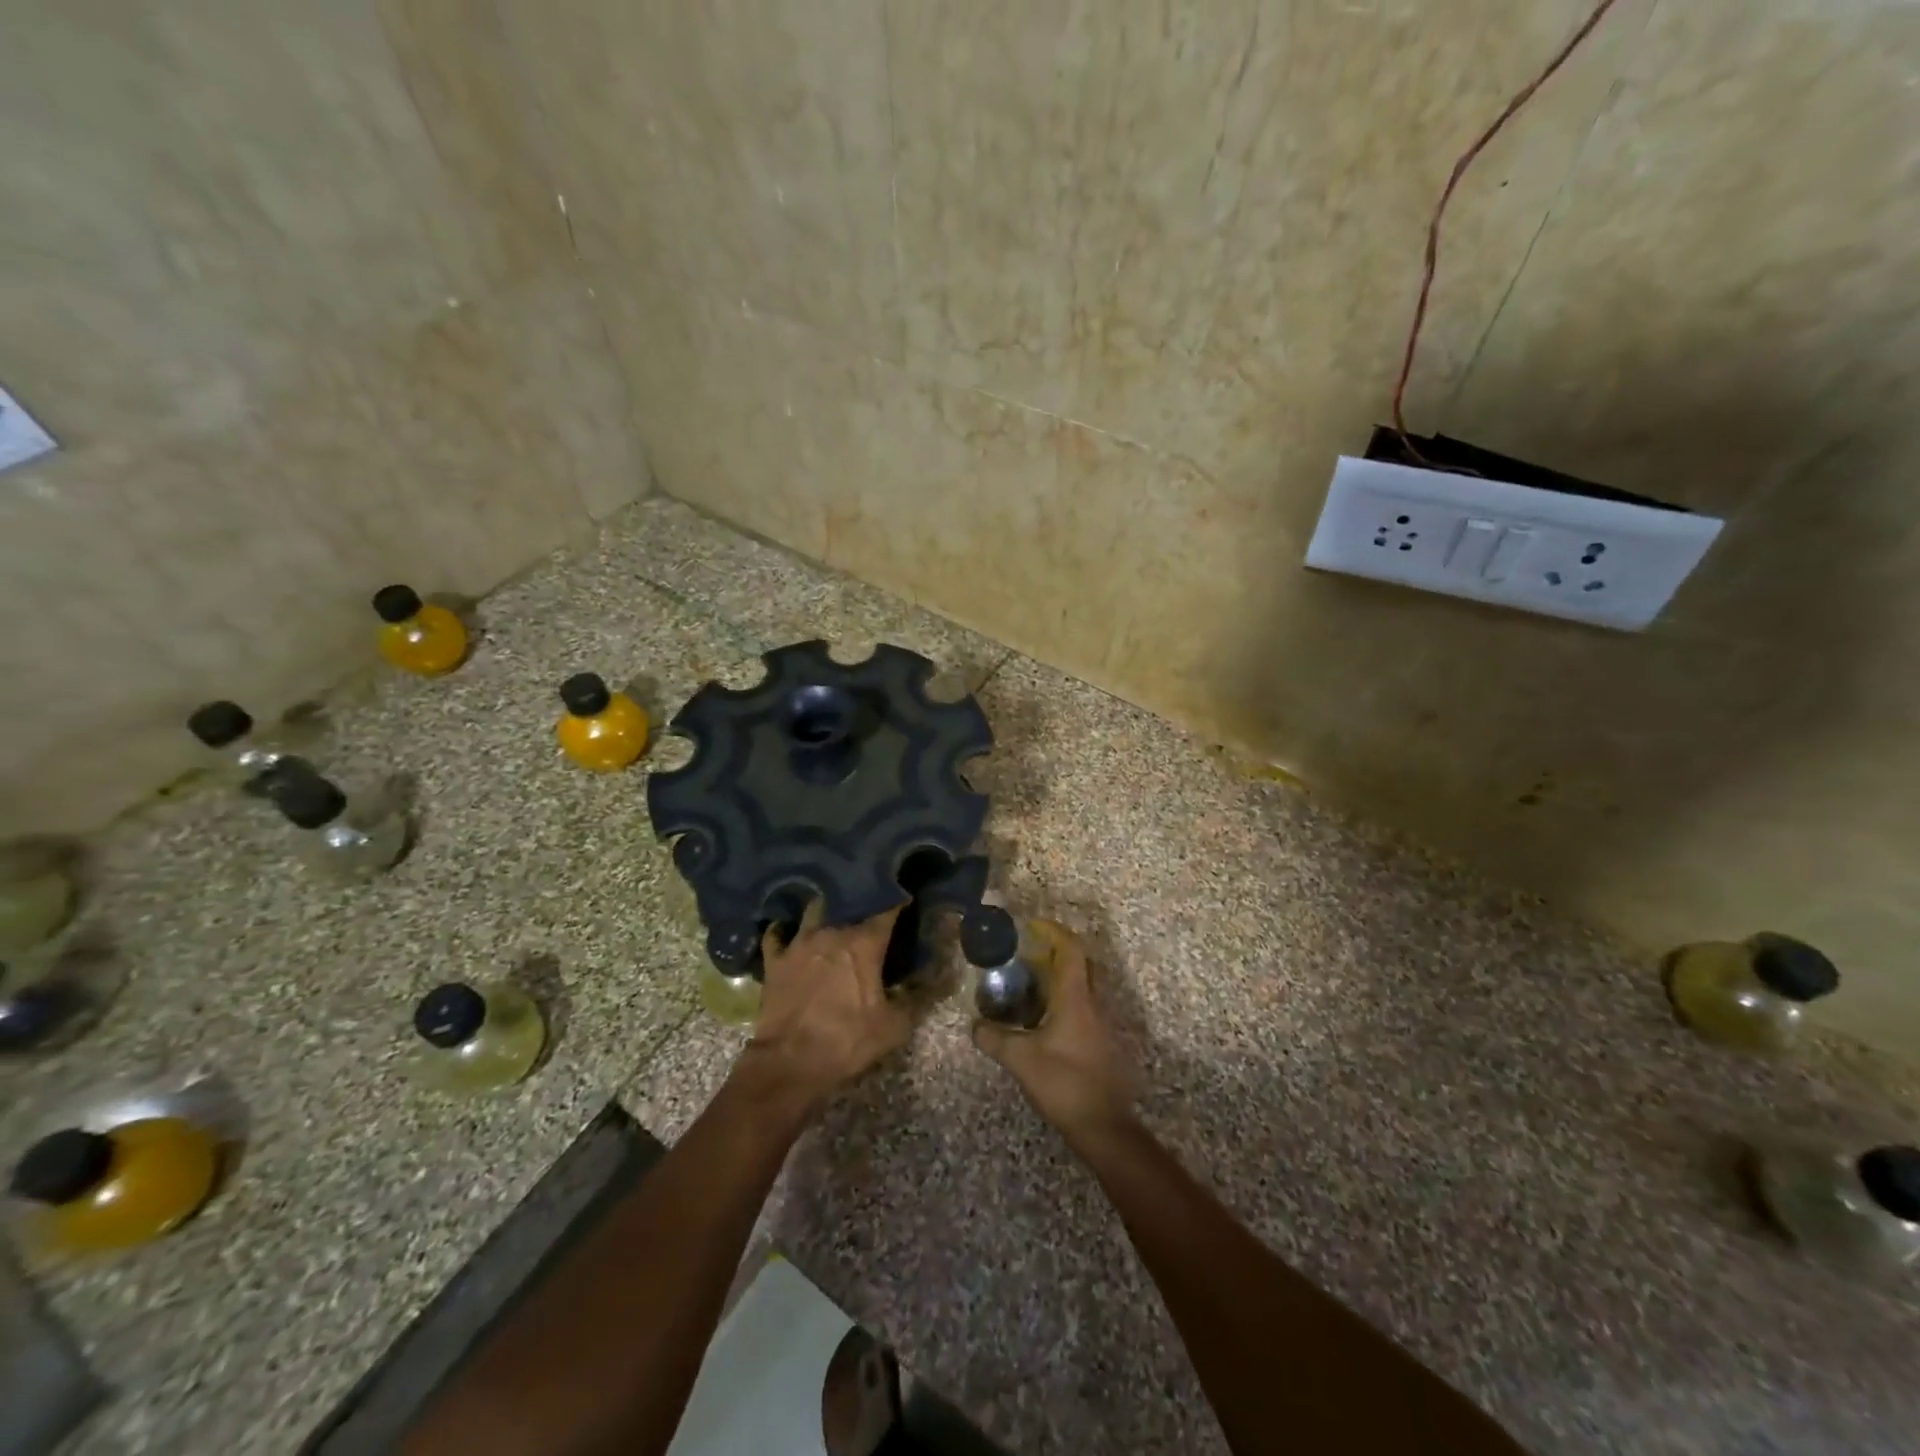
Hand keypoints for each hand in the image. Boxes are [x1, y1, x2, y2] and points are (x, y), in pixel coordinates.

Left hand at [737, 903, 911, 1116]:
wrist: (789, 1063)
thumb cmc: (846, 1041)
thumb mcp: (894, 1026)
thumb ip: (918, 996)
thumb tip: (942, 974)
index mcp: (864, 943)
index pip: (887, 908)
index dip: (899, 899)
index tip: (907, 896)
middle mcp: (831, 932)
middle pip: (848, 902)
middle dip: (861, 899)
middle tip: (869, 904)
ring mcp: (798, 943)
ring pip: (812, 910)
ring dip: (824, 909)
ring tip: (831, 911)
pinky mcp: (774, 960)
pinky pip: (777, 934)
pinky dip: (783, 930)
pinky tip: (788, 932)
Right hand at [973, 924, 1136, 1141]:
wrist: (1104, 1126)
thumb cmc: (1064, 1083)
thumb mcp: (1021, 1060)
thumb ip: (994, 1039)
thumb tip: (974, 1026)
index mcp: (1076, 998)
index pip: (1071, 950)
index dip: (1054, 932)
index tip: (1033, 926)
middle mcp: (1092, 1004)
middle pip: (1082, 963)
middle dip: (1058, 951)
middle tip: (1030, 952)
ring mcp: (1100, 1024)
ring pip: (1083, 986)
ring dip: (1061, 977)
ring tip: (1030, 983)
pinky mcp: (1101, 1043)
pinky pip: (1083, 1006)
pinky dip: (1064, 999)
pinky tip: (1043, 1018)